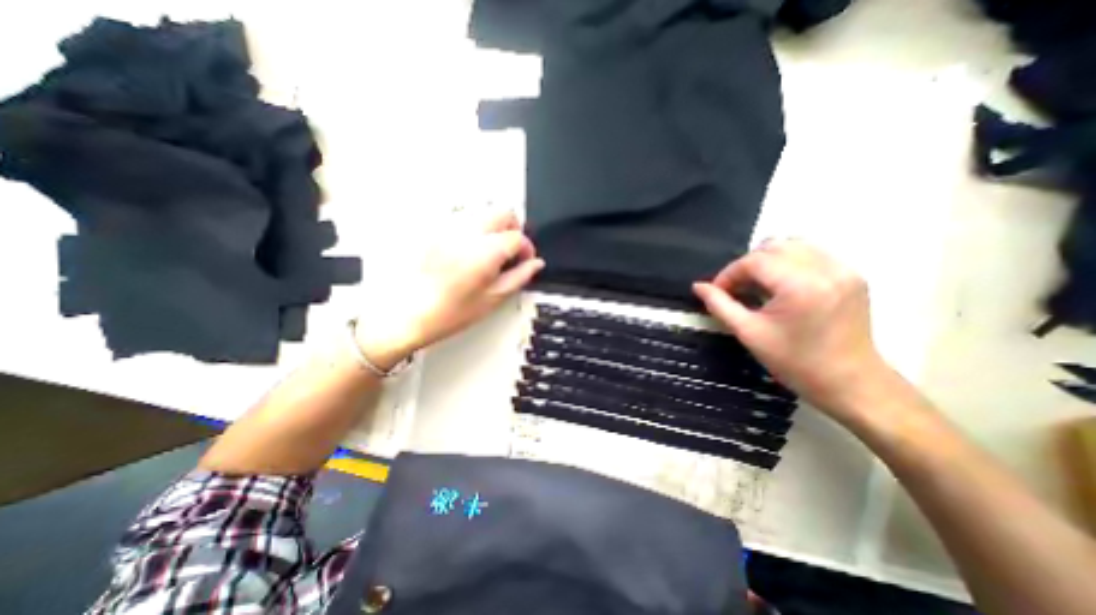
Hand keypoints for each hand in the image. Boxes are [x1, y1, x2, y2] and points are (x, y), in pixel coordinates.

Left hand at [355, 209, 543, 368]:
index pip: (518, 236)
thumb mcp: (492, 298)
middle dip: (514, 229)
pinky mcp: (438, 233)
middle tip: (512, 252)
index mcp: (485, 252)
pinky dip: (477, 231)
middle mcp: (468, 234)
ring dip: (496, 229)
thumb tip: (535, 265)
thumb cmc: (447, 313)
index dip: (527, 249)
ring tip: (493, 254)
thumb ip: (519, 277)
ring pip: (484, 214)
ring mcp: (450, 230)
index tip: (526, 261)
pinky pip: (465, 221)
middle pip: (503, 213)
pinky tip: (473, 253)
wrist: (409, 313)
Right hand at [693, 239, 888, 418]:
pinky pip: (812, 253)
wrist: (850, 383)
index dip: (729, 273)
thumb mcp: (749, 333)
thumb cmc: (795, 362)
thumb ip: (720, 305)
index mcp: (800, 285)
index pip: (754, 261)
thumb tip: (698, 286)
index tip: (718, 291)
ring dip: (768, 261)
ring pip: (793, 245)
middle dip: (747, 265)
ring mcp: (843, 269)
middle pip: (773, 247)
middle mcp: (825, 269)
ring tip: (758, 285)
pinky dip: (789, 263)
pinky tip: (782, 286)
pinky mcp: (851, 275)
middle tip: (737, 289)